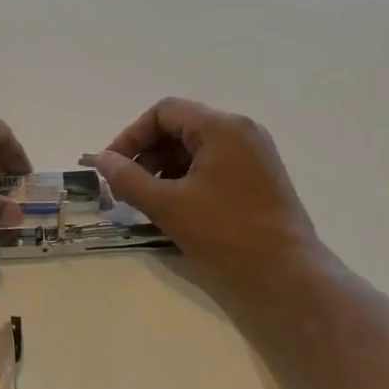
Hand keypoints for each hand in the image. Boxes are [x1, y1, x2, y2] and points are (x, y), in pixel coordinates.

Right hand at [93, 98, 327, 295]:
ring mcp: (254, 156)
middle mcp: (241, 133)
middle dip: (146, 154)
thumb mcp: (167, 205)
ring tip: (146, 202)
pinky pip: (212, 167)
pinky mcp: (258, 179)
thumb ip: (128, 179)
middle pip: (180, 128)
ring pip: (195, 149)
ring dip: (163, 169)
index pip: (164, 112)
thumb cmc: (225, 233)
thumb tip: (102, 160)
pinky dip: (186, 180)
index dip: (131, 136)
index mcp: (222, 128)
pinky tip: (172, 209)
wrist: (286, 275)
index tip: (112, 168)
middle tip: (125, 189)